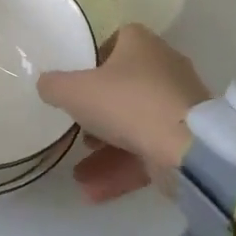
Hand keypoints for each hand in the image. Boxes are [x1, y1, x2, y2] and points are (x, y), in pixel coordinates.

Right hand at [37, 24, 209, 180]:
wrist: (188, 148)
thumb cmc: (127, 102)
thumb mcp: (74, 91)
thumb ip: (54, 86)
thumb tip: (47, 85)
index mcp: (141, 44)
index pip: (114, 42)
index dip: (92, 62)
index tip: (75, 84)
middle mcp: (163, 68)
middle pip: (123, 87)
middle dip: (97, 113)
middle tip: (76, 130)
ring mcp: (178, 106)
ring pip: (133, 125)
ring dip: (104, 151)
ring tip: (78, 174)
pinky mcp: (186, 140)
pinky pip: (147, 151)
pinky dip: (121, 169)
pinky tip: (92, 193)